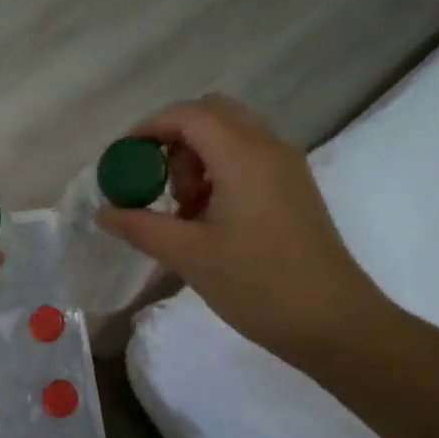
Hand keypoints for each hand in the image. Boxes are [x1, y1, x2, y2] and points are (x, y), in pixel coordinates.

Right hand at [97, 95, 397, 368]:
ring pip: (232, 135)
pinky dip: (221, 170)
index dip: (150, 128)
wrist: (335, 324)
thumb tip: (103, 214)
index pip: (188, 115)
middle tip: (157, 182)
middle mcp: (269, 148)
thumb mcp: (189, 255)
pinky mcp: (295, 188)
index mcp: (243, 155)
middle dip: (176, 138)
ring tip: (183, 209)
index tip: (124, 160)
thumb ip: (141, 226)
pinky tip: (209, 218)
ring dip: (198, 157)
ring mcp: (287, 167)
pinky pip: (249, 157)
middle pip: (213, 114)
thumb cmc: (258, 285)